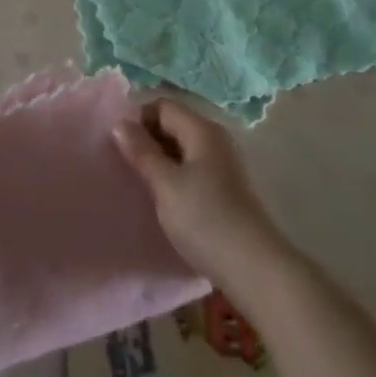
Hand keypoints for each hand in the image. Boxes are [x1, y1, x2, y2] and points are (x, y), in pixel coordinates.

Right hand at [113, 98, 284, 285]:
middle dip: (147, 140)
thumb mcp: (165, 184)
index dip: (138, 119)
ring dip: (160, 161)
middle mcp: (215, 140)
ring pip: (182, 149)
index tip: (119, 146)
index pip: (162, 106)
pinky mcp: (226, 190)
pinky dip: (174, 176)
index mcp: (202, 130)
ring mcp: (223, 165)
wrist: (255, 270)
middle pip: (173, 125)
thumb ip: (142, 151)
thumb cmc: (205, 219)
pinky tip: (164, 199)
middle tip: (125, 165)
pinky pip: (192, 169)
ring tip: (140, 183)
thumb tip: (120, 123)